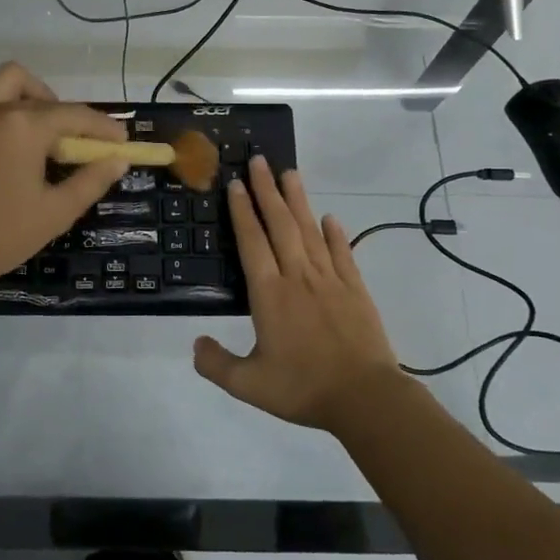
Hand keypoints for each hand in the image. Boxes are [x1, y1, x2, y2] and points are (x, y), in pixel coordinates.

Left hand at [0, 61, 129, 297]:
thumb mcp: (54, 212)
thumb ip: (90, 181)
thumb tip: (117, 160)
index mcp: (22, 125)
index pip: (74, 115)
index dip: (102, 127)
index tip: (121, 140)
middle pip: (34, 87)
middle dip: (60, 107)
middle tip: (69, 141)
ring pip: (1, 85)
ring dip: (24, 99)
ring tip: (35, 137)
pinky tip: (2, 145)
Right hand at [194, 154, 407, 431]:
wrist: (365, 398)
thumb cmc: (304, 388)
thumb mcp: (250, 385)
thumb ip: (217, 364)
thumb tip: (195, 344)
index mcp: (269, 294)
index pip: (252, 242)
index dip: (242, 212)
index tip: (235, 185)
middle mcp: (298, 277)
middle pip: (280, 225)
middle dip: (266, 190)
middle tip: (259, 161)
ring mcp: (330, 280)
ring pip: (310, 231)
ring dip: (298, 201)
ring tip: (290, 173)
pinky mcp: (355, 289)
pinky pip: (342, 253)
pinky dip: (335, 234)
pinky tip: (330, 218)